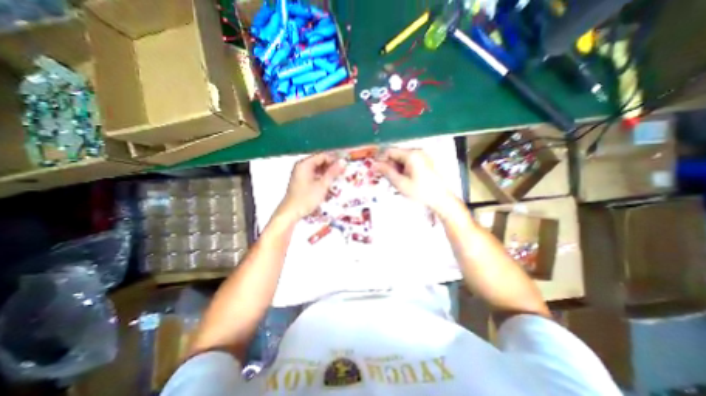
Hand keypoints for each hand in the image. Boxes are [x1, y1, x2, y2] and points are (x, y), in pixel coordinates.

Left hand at [276, 151, 345, 219]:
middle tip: (343, 172)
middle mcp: (301, 166)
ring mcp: (300, 173)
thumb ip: (332, 172)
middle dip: (331, 165)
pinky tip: (328, 182)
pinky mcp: (301, 180)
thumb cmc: (306, 198)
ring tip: (338, 177)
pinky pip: (313, 174)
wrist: (291, 212)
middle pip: (319, 161)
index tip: (344, 165)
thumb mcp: (322, 185)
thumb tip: (343, 162)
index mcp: (305, 164)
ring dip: (327, 172)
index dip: (334, 159)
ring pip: (317, 168)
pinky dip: (321, 177)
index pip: (322, 156)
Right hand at [370, 147, 457, 212]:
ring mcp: (422, 156)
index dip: (380, 159)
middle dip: (388, 165)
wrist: (440, 199)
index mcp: (411, 155)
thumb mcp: (400, 183)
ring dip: (395, 168)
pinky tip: (402, 179)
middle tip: (385, 178)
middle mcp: (417, 151)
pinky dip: (402, 169)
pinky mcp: (424, 161)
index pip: (390, 151)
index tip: (375, 170)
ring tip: (395, 180)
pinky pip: (408, 162)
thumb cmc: (420, 191)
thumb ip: (386, 172)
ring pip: (401, 159)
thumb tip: (374, 165)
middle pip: (396, 154)